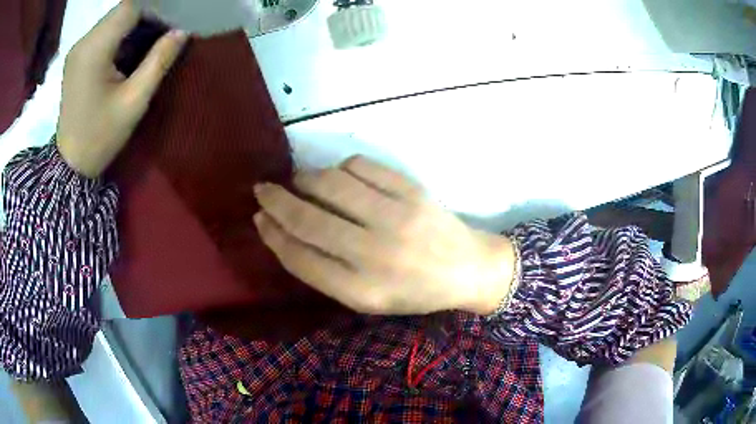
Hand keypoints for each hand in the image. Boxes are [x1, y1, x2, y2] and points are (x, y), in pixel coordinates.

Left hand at [56, 0, 187, 177]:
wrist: (71, 164)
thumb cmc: (101, 137)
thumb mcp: (135, 101)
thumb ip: (159, 60)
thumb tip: (182, 31)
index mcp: (94, 50)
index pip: (130, 7)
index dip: (156, 7)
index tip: (174, 17)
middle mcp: (83, 42)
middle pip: (122, 9)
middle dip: (148, 13)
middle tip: (168, 27)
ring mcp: (78, 48)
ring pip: (114, 18)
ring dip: (136, 22)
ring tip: (154, 36)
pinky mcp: (78, 56)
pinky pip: (105, 31)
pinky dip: (123, 32)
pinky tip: (132, 47)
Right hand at [253, 156, 516, 315]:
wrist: (468, 269)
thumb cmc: (414, 291)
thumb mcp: (368, 299)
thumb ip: (327, 272)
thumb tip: (287, 231)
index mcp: (362, 292)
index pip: (300, 258)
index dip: (273, 235)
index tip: (259, 218)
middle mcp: (375, 255)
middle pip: (308, 219)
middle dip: (276, 201)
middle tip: (262, 189)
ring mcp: (396, 218)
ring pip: (330, 185)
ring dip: (304, 178)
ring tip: (298, 181)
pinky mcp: (412, 191)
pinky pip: (361, 168)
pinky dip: (340, 169)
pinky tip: (337, 177)